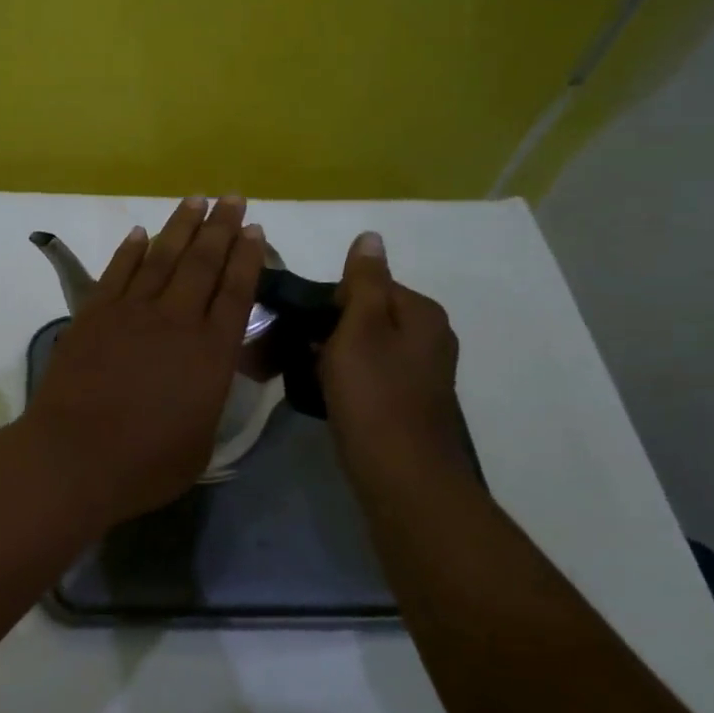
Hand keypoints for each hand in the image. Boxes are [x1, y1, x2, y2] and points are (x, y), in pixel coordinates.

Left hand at [23, 196, 264, 530]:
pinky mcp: (93, 314)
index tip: (254, 229)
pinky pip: (117, 272)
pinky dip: (130, 250)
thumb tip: (209, 376)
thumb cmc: (146, 463)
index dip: (247, 257)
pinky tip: (140, 233)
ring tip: (195, 199)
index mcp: (210, 352)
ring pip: (161, 257)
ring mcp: (130, 312)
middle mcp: (175, 320)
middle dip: (220, 227)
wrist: (75, 455)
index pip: (236, 292)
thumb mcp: (202, 441)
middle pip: (203, 263)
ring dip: (180, 226)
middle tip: (232, 197)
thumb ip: (209, 398)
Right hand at [320, 231, 471, 496]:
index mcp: (420, 313)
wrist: (402, 476)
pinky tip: (321, 393)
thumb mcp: (361, 329)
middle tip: (285, 349)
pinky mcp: (407, 402)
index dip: (326, 300)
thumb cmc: (374, 396)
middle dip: (324, 329)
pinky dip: (343, 378)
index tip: (294, 322)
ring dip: (328, 355)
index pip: (366, 285)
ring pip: (363, 347)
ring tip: (295, 372)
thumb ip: (363, 282)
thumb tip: (371, 236)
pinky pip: (367, 375)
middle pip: (365, 316)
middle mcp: (428, 337)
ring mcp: (420, 372)